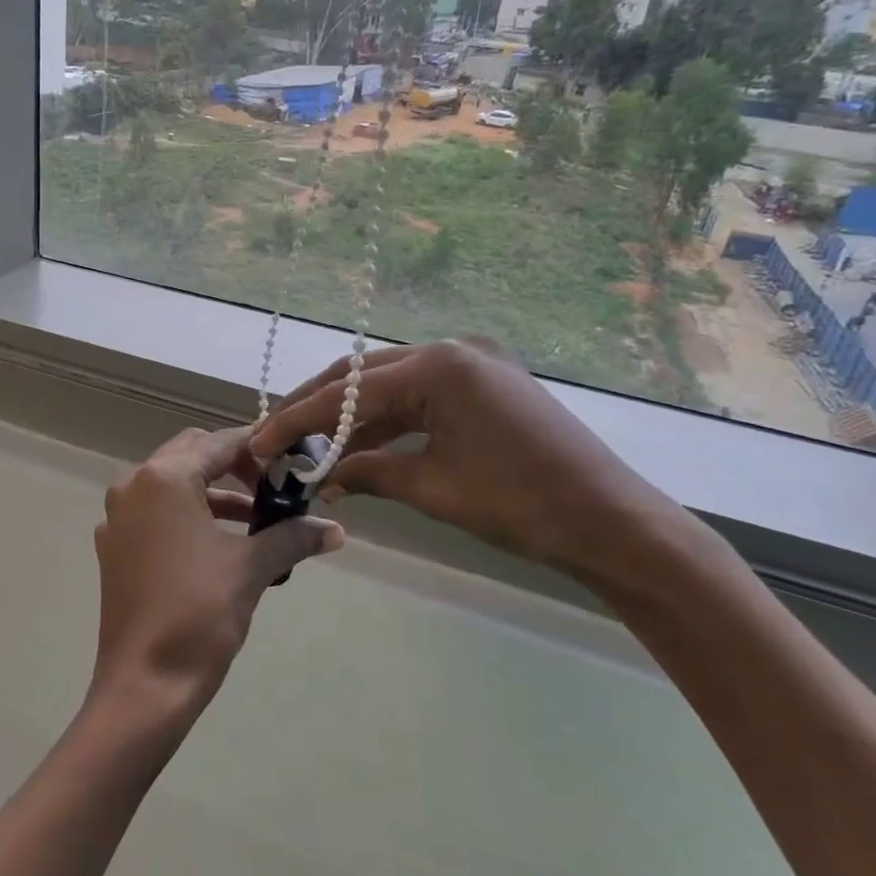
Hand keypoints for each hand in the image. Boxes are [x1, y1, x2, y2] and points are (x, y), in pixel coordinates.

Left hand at [91, 427, 342, 717]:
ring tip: (259, 519)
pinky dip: (189, 515)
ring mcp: (118, 516)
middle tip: (274, 486)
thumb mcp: (250, 568)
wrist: (144, 685)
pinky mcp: (114, 546)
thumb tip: (337, 531)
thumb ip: (292, 537)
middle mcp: (134, 485)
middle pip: (192, 454)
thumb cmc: (199, 614)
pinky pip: (156, 512)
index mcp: (164, 478)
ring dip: (214, 493)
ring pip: (173, 483)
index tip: (292, 458)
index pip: (219, 443)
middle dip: (234, 465)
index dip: (259, 446)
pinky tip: (221, 544)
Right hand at [250, 339, 683, 586]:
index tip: (260, 441)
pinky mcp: (486, 385)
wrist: (615, 525)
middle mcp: (453, 349)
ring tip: (310, 448)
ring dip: (351, 418)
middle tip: (277, 437)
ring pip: (391, 387)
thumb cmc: (522, 505)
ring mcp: (473, 364)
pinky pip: (421, 399)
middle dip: (317, 409)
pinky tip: (359, 448)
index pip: (350, 391)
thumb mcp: (433, 487)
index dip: (299, 420)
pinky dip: (388, 423)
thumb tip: (322, 476)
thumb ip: (369, 471)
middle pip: (364, 376)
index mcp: (441, 364)